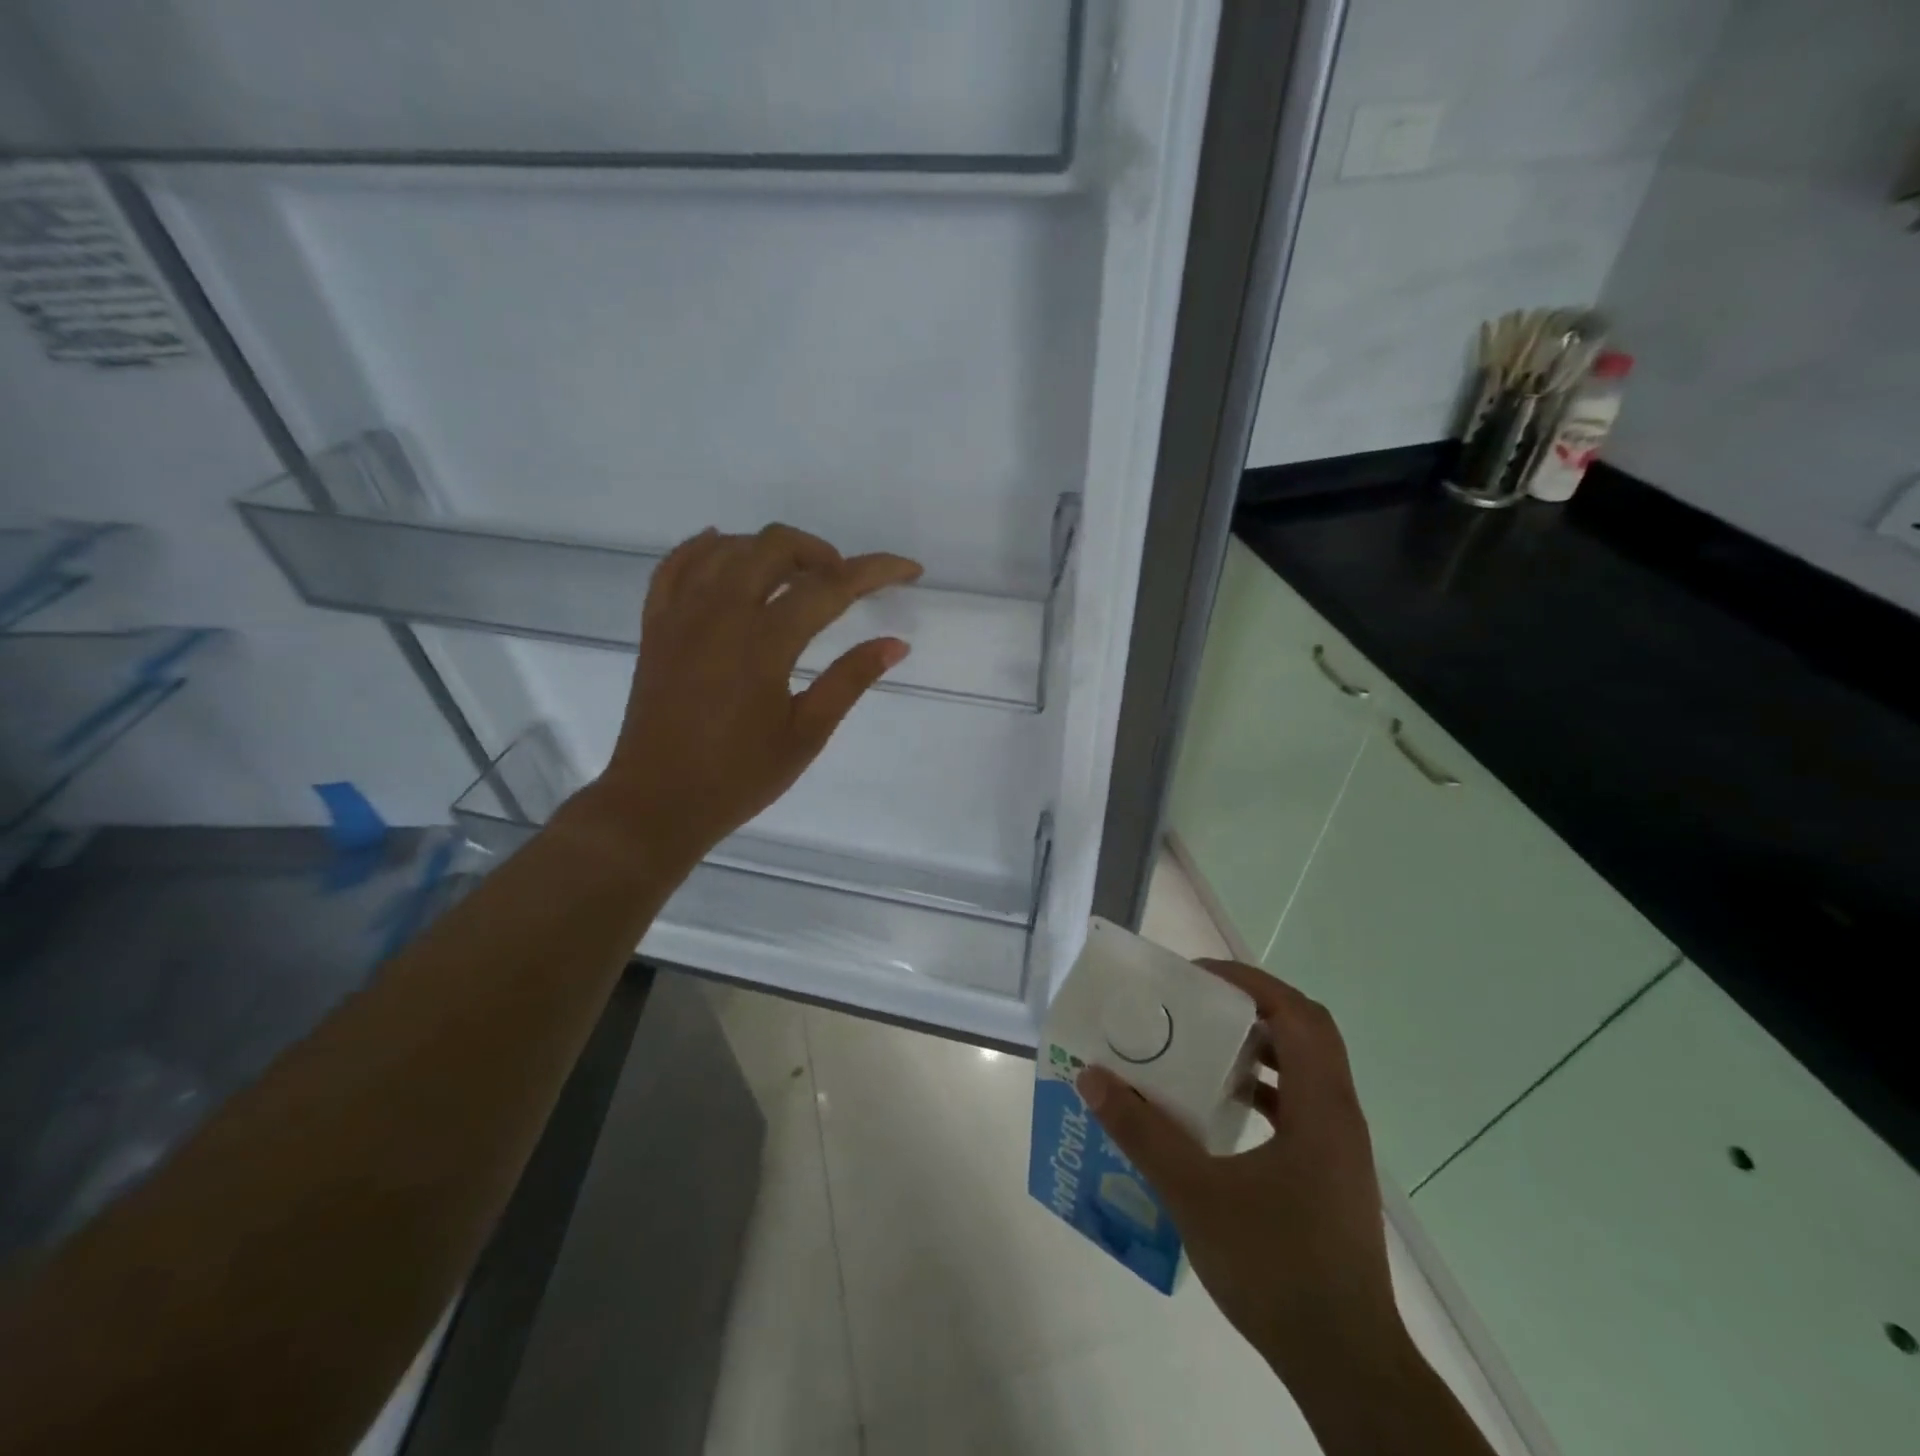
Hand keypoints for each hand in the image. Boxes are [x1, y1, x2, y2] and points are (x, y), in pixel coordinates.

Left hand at [576, 523, 921, 868]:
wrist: (657, 803)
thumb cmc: (739, 777)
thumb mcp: (806, 734)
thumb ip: (850, 680)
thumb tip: (896, 644)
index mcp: (764, 643)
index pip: (830, 587)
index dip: (875, 571)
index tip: (909, 570)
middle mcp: (720, 614)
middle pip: (775, 547)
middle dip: (822, 553)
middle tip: (844, 584)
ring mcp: (681, 615)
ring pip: (728, 547)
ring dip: (771, 549)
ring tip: (795, 576)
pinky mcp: (656, 626)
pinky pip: (677, 565)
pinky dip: (706, 548)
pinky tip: (724, 549)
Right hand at [1076, 962, 1399, 1377]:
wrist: (1346, 1365)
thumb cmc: (1276, 1267)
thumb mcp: (1195, 1193)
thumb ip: (1141, 1132)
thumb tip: (1092, 1077)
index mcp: (1320, 1106)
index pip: (1298, 1014)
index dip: (1251, 982)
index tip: (1199, 976)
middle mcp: (1338, 1115)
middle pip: (1306, 1032)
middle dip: (1252, 1006)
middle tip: (1198, 1003)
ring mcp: (1339, 1148)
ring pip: (1305, 1069)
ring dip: (1258, 1047)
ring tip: (1203, 1045)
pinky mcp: (1331, 1175)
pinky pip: (1299, 1105)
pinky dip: (1263, 1089)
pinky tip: (1221, 1109)